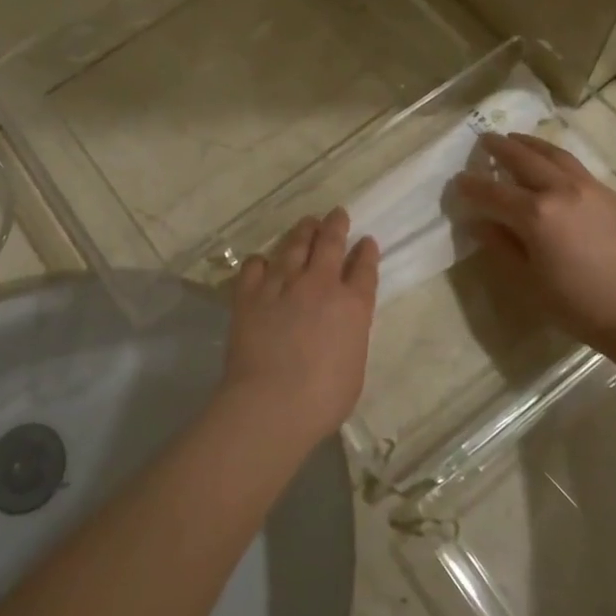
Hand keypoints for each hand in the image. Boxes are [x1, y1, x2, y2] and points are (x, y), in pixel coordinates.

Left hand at [223, 209, 379, 445]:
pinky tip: (263, 262)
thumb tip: (341, 325)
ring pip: (294, 245)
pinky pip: (255, 265)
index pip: (364, 269)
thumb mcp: (354, 367)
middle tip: (337, 213)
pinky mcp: (249, 294)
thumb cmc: (322, 398)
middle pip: (330, 243)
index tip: (366, 241)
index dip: (366, 252)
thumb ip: (350, 336)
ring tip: (306, 223)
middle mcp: (319, 285)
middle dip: (336, 225)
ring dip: (302, 231)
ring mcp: (282, 284)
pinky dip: (261, 261)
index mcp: (352, 305)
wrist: (272, 403)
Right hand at [453, 133, 615, 349]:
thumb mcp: (527, 280)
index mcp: (535, 214)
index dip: (472, 186)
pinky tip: (554, 165)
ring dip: (531, 144)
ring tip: (516, 138)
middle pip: (524, 159)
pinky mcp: (613, 195)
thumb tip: (479, 222)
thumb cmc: (577, 303)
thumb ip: (501, 245)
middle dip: (500, 148)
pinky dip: (557, 159)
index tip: (458, 180)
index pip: (493, 192)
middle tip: (485, 139)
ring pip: (555, 155)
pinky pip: (578, 168)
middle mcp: (561, 190)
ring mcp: (591, 188)